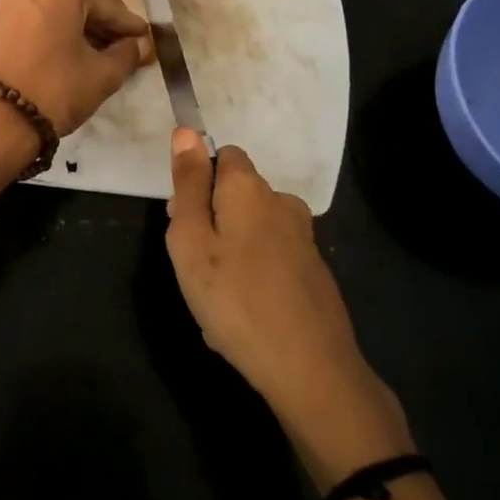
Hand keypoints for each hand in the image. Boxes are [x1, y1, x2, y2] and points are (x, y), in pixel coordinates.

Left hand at [0, 0, 148, 135]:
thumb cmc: (56, 88)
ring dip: (78, 33)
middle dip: (102, 29)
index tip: (146, 39)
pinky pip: (35, 23)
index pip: (108, 6)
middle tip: (126, 51)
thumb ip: (127, 54)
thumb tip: (138, 45)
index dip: (130, 27)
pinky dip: (54, 36)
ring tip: (100, 58)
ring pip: (56, 14)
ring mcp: (7, 1)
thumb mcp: (103, 74)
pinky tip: (70, 57)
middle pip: (79, 5)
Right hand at [166, 130, 412, 484]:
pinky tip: (245, 315)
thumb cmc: (235, 299)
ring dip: (231, 250)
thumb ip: (188, 184)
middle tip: (196, 267)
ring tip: (217, 298)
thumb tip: (186, 131)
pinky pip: (271, 258)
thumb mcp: (191, 241)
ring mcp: (303, 237)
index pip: (223, 155)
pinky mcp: (314, 270)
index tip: (185, 222)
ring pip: (252, 228)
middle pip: (236, 193)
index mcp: (249, 188)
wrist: (310, 368)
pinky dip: (254, 274)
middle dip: (212, 218)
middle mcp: (281, 201)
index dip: (198, 181)